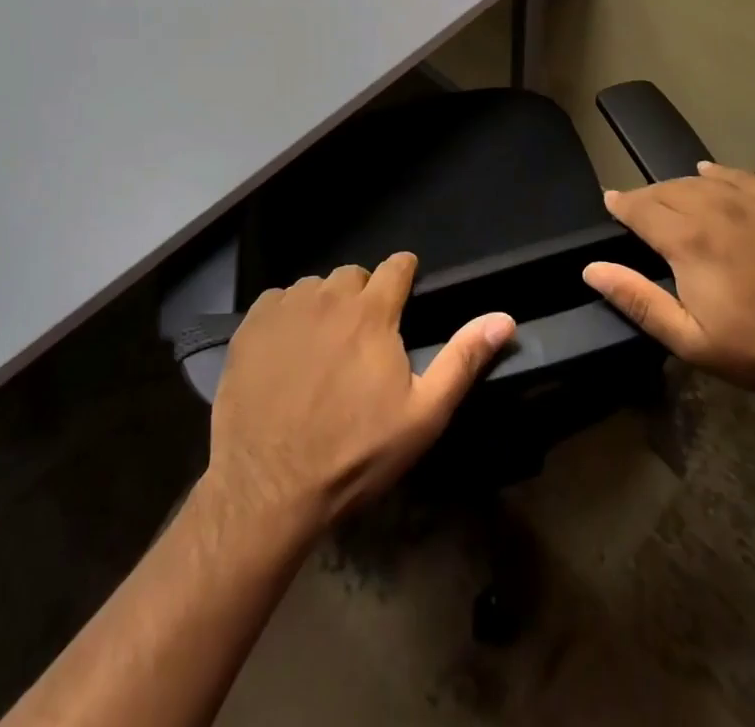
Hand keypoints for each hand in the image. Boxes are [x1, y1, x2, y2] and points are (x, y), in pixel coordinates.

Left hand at [207, 253, 514, 533]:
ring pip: (314, 287)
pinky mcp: (250, 327)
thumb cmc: (354, 453)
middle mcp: (329, 296)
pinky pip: (276, 301)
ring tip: (322, 347)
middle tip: (362, 337)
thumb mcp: (422, 414)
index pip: (397, 265)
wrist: (268, 489)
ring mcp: (285, 309)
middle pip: (354, 274)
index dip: (405, 276)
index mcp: (372, 311)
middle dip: (364, 295)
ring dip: (324, 305)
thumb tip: (505, 317)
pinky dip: (286, 316)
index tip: (405, 295)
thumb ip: (463, 359)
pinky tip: (286, 352)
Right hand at [583, 161, 754, 395]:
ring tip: (668, 198)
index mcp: (688, 240)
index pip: (641, 208)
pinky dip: (717, 173)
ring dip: (677, 187)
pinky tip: (709, 173)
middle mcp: (715, 208)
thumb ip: (637, 299)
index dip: (621, 204)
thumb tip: (592, 269)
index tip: (610, 202)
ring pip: (700, 181)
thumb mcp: (689, 338)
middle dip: (646, 197)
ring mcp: (751, 202)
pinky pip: (739, 176)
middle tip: (636, 209)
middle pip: (667, 190)